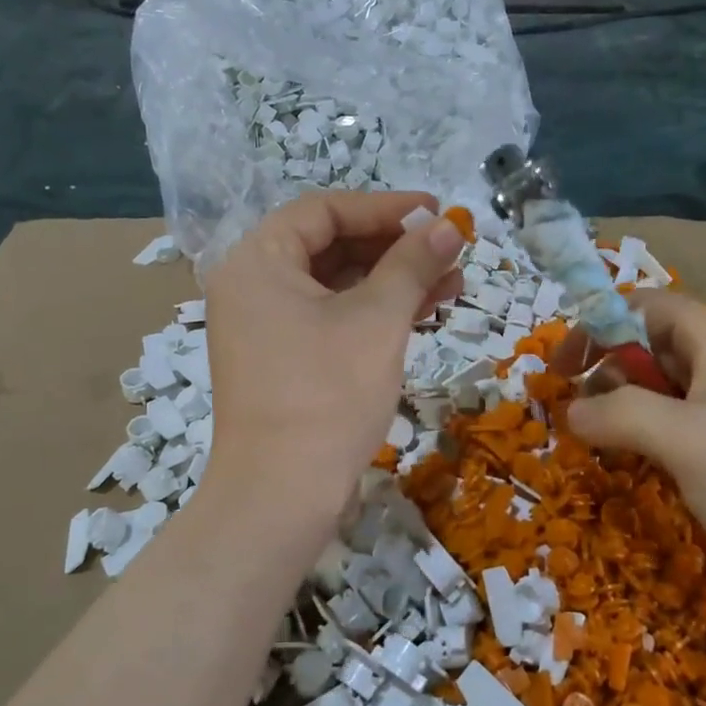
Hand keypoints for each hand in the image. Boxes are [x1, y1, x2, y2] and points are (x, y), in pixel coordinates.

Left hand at [201, 192, 464, 551]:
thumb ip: (413, 264)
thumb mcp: (377, 320)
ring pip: (336, 286)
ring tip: (453, 283)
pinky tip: (423, 312)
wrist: (281, 497)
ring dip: (393, 281)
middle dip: (395, 247)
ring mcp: (264, 327)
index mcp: (258, 261)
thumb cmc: (327, 395)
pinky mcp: (282, 361)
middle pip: (330, 246)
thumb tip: (449, 224)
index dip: (385, 208)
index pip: (325, 211)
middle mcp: (252, 286)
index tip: (436, 212)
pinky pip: (330, 319)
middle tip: (450, 249)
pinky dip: (373, 313)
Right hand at [563, 290, 705, 593]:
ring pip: (669, 387)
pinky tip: (650, 467)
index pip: (643, 305)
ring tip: (608, 446)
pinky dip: (657, 435)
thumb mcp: (682, 440)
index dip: (594, 327)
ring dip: (629, 408)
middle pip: (653, 343)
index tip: (559, 370)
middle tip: (580, 418)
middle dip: (608, 372)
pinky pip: (689, 422)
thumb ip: (617, 414)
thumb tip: (571, 411)